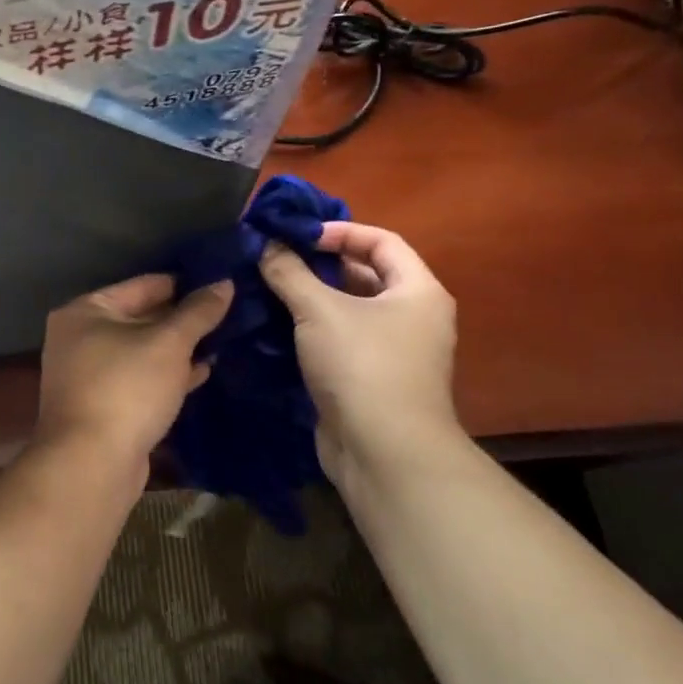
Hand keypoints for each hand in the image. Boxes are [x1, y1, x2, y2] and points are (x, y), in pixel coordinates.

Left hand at [35, 274, 232, 465]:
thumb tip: (224, 283)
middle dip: (181, 319)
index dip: (182, 283)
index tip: (219, 283)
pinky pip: (139, 379)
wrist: (91, 462)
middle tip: (227, 312)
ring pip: (141, 351)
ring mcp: (88, 374)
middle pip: (139, 317)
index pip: (142, 285)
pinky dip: (166, 374)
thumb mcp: (168, 343)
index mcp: (85, 311)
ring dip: (177, 348)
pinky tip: (201, 372)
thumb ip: (197, 313)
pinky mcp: (102, 405)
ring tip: (222, 340)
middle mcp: (79, 337)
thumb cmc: (126, 388)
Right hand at [258, 222, 458, 472]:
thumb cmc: (362, 365)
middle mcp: (412, 317)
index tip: (297, 235)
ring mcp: (391, 351)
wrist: (383, 452)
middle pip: (365, 274)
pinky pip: (338, 340)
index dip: (339, 231)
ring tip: (267, 287)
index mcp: (417, 291)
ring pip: (348, 310)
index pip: (382, 241)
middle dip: (320, 264)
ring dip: (310, 298)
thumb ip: (289, 272)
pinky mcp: (368, 379)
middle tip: (275, 258)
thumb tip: (265, 245)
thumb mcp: (320, 310)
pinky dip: (310, 329)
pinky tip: (274, 325)